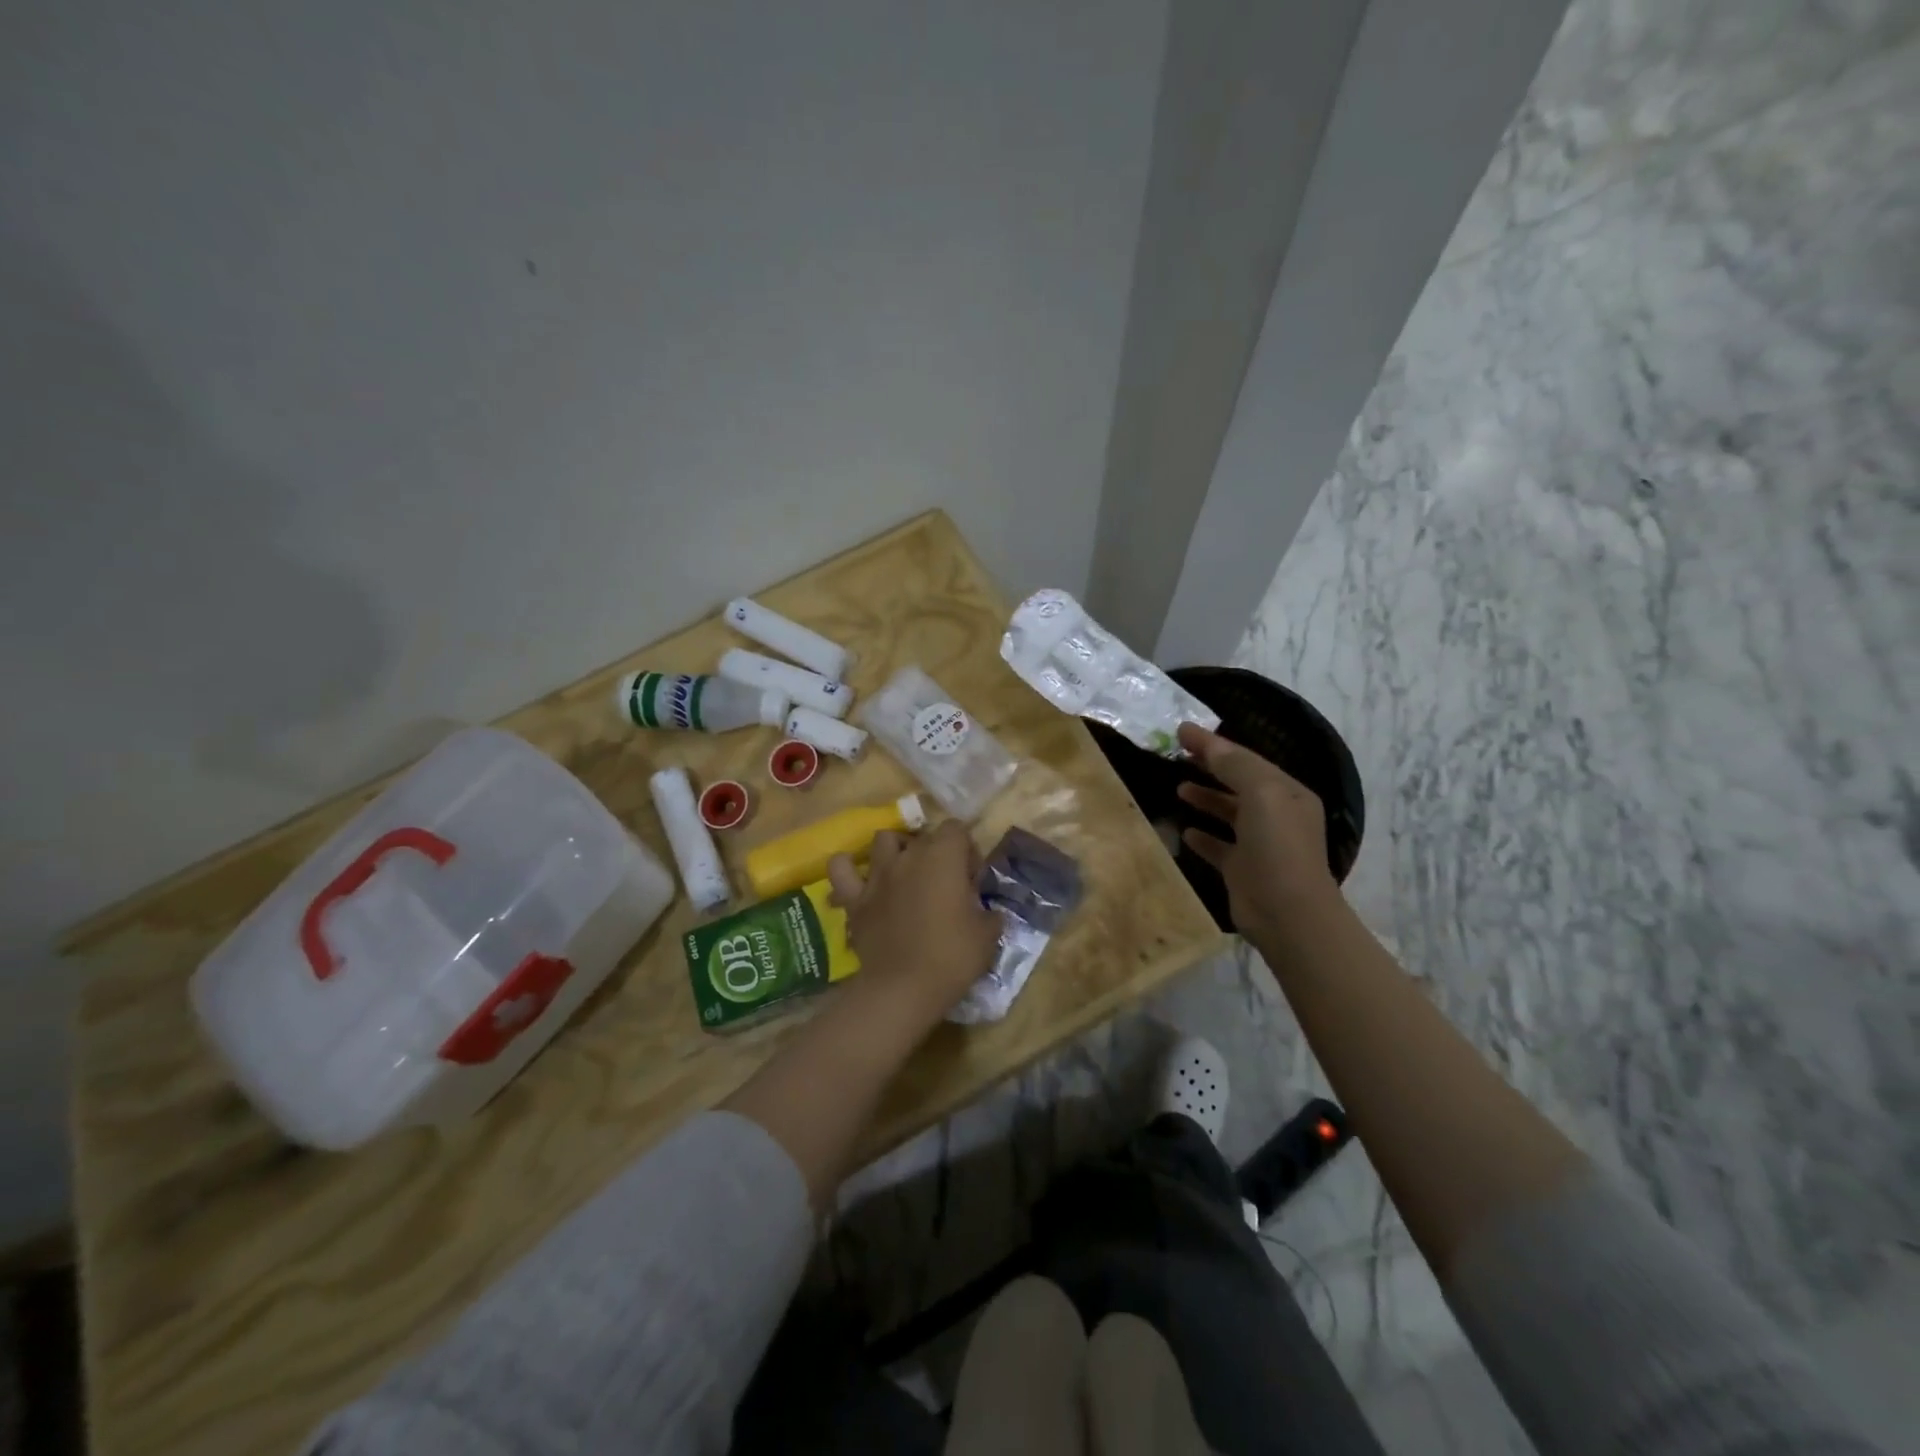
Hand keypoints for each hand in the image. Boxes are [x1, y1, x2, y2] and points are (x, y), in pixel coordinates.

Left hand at [826, 820, 1000, 1023]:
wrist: (903, 988)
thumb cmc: (952, 957)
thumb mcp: (988, 935)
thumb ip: (989, 913)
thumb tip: (987, 911)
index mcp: (943, 857)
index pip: (956, 829)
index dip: (967, 849)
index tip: (971, 879)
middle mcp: (908, 856)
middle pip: (924, 837)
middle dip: (937, 853)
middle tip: (945, 885)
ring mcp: (877, 875)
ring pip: (883, 840)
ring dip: (896, 850)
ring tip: (905, 873)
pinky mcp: (855, 898)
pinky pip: (841, 868)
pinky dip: (848, 867)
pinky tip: (859, 878)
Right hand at [1175, 722, 1339, 940]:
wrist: (1287, 913)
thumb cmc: (1277, 846)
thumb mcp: (1261, 794)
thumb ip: (1233, 764)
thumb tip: (1201, 738)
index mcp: (1287, 793)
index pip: (1246, 759)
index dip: (1214, 744)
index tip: (1181, 731)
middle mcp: (1276, 815)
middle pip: (1238, 783)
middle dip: (1210, 767)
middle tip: (1177, 755)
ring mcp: (1259, 844)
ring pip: (1228, 813)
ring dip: (1205, 798)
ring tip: (1178, 789)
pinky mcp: (1242, 869)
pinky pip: (1218, 846)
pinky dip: (1202, 836)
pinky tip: (1185, 831)